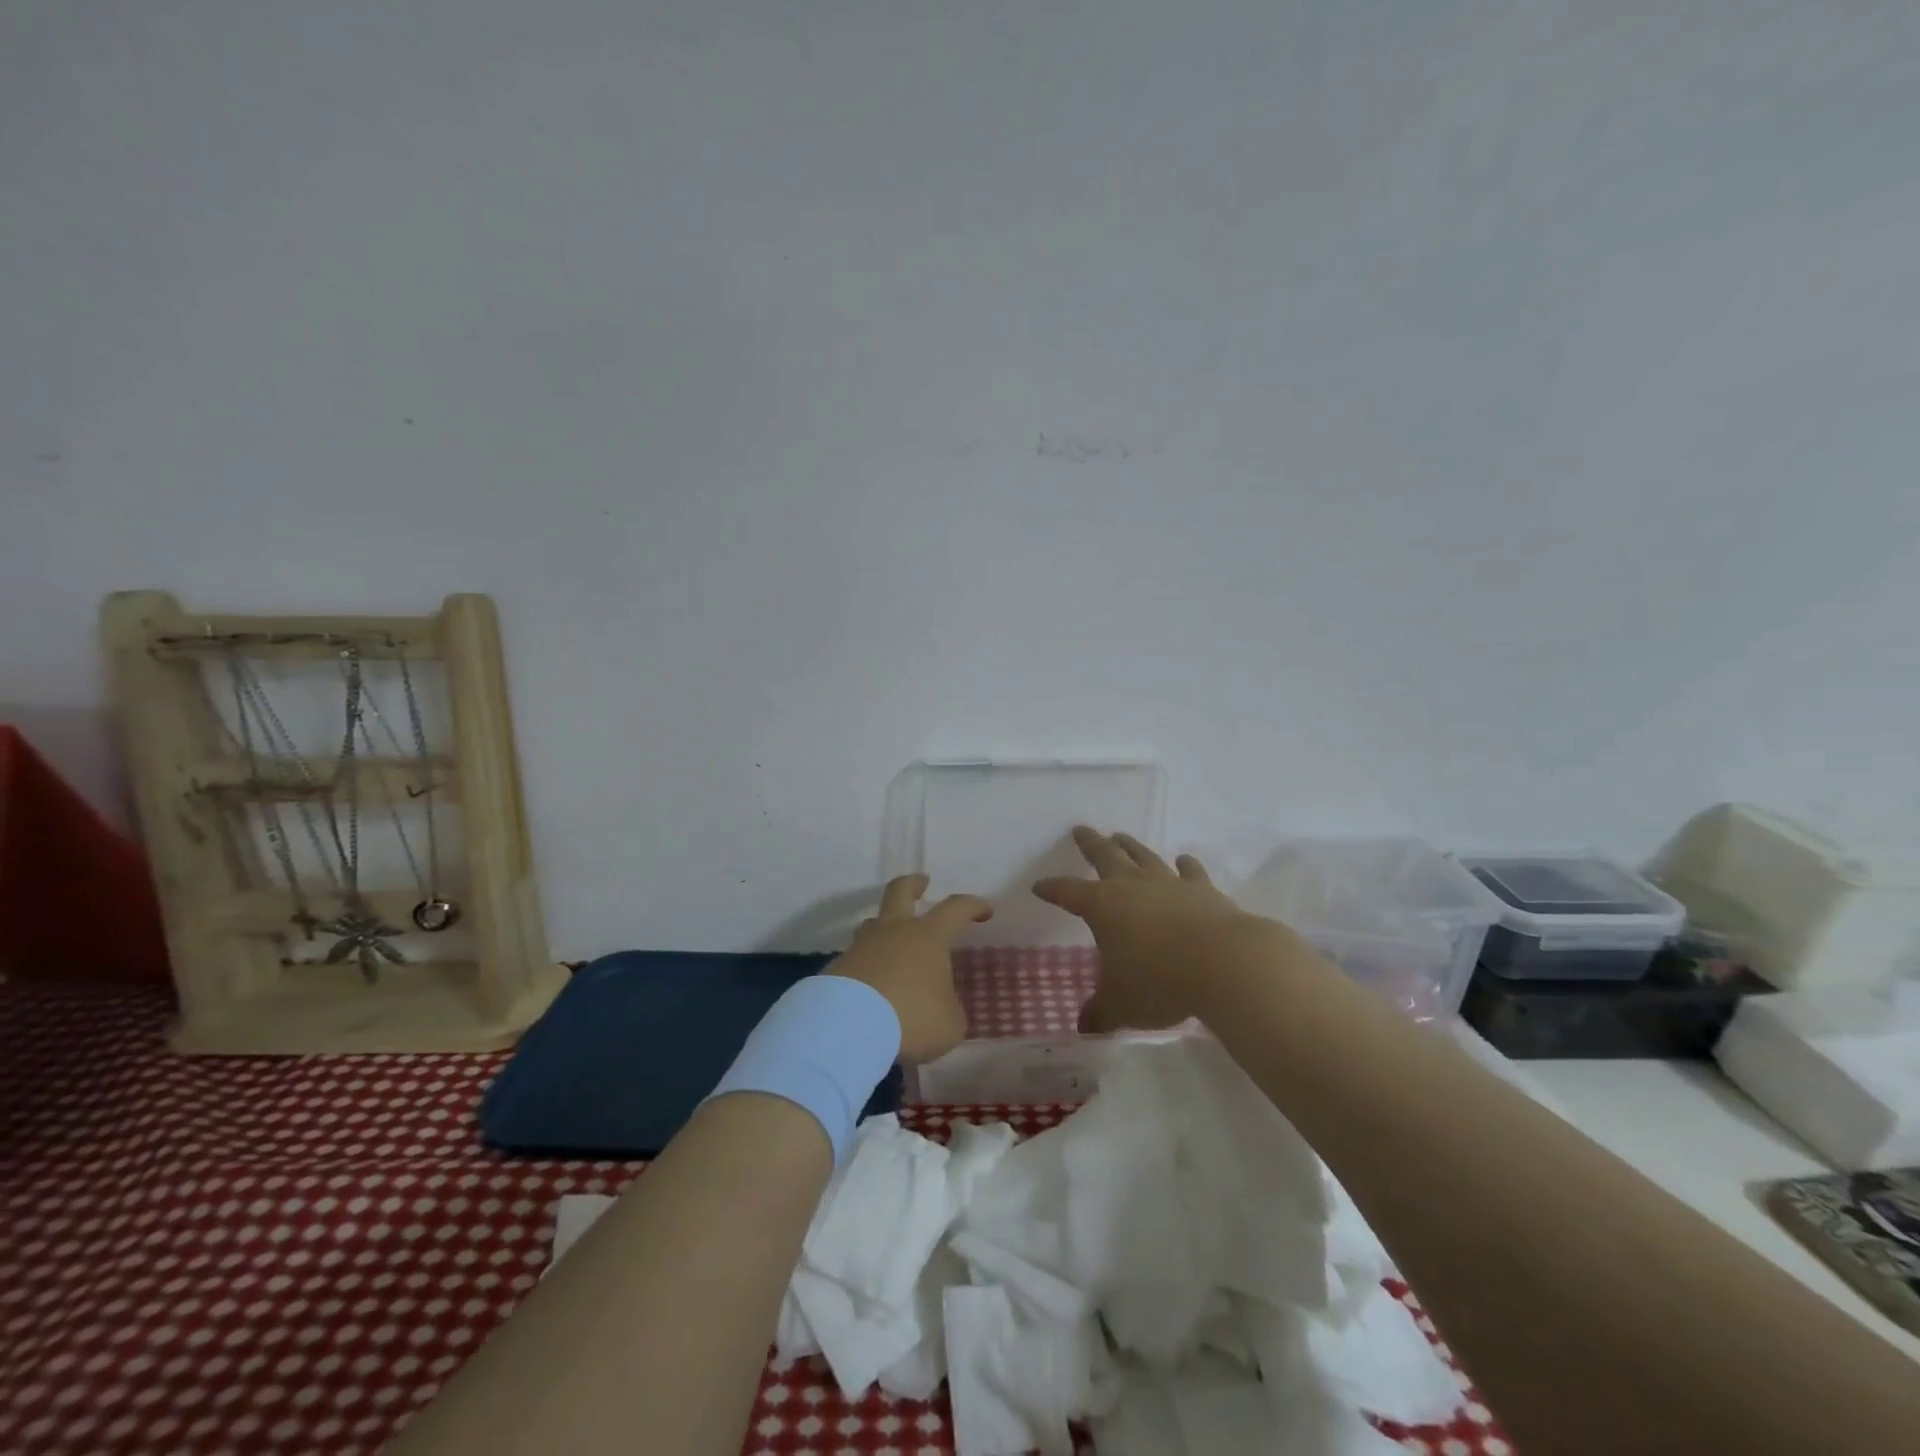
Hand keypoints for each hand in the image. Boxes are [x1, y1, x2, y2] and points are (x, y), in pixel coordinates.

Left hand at [828, 873, 991, 1062]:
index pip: (956, 909)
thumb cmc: (911, 1016)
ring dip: (885, 928)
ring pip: (873, 925)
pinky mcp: (837, 969)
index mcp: (928, 936)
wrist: (848, 1027)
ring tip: (893, 946)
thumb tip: (943, 1007)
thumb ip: (950, 1010)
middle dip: (913, 884)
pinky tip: (871, 990)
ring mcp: (861, 947)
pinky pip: (857, 961)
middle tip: (922, 882)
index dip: (973, 906)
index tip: (986, 910)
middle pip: (900, 892)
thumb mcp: (949, 1023)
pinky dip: (867, 969)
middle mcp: (893, 931)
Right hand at [1034, 827, 1279, 1032]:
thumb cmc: (1160, 982)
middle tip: (1081, 830)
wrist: (1225, 964)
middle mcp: (1132, 886)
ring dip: (1130, 846)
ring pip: (1143, 856)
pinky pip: (1189, 871)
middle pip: (1105, 856)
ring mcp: (1169, 883)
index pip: (1068, 892)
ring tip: (1121, 837)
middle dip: (1090, 844)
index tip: (1039, 886)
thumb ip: (1101, 1012)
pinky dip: (1185, 864)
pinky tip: (1183, 860)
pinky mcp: (1203, 889)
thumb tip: (1083, 1027)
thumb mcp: (1122, 1005)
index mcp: (1102, 907)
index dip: (1052, 889)